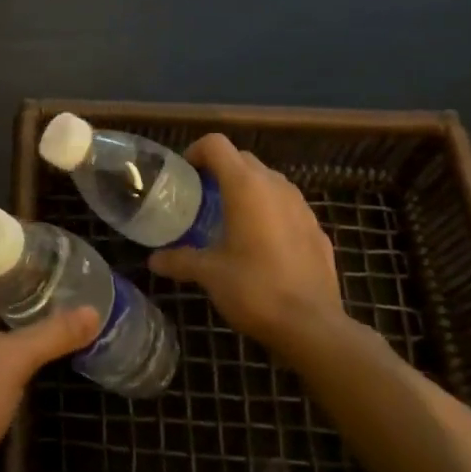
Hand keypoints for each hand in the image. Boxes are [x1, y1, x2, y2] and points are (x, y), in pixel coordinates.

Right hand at [151, 134, 340, 353]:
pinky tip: (262, 244)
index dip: (195, 151)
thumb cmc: (254, 289)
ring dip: (248, 189)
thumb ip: (180, 260)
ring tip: (230, 219)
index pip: (216, 144)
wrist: (313, 326)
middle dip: (220, 170)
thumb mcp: (209, 274)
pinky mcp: (317, 229)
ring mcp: (301, 206)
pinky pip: (287, 206)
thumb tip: (153, 260)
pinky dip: (270, 211)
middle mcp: (275, 186)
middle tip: (201, 198)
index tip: (184, 175)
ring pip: (268, 181)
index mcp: (245, 186)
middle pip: (242, 158)